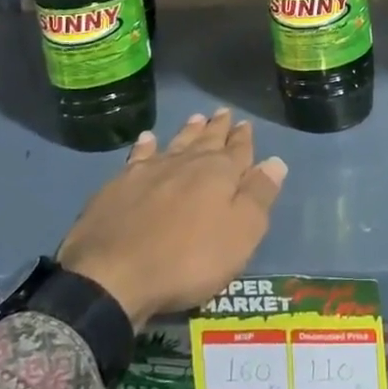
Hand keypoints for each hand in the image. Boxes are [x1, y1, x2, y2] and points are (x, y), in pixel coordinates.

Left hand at [57, 108, 284, 327]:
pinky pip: (139, 156)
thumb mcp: (240, 235)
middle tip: (223, 112)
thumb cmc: (187, 260)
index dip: (243, 138)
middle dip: (218, 127)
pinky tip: (147, 138)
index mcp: (219, 174)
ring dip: (188, 131)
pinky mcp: (118, 185)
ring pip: (176, 143)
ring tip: (196, 118)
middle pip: (206, 140)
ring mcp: (149, 171)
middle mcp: (186, 163)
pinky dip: (146, 145)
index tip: (246, 124)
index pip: (238, 150)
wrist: (112, 276)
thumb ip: (258, 196)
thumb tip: (275, 161)